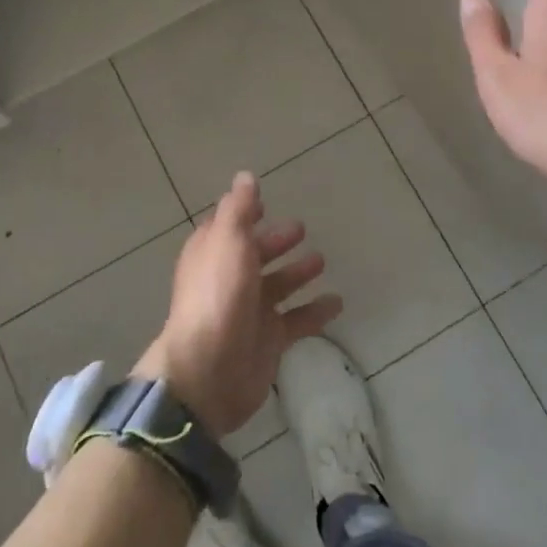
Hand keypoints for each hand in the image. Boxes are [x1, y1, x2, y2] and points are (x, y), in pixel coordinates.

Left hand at [134, 173, 342, 435]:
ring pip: (277, 286)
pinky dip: (315, 311)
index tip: (264, 204)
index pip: (228, 226)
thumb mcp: (228, 240)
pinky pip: (296, 321)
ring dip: (297, 272)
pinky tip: (336, 303)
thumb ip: (239, 208)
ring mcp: (249, 311)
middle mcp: (229, 279)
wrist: (210, 370)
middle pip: (255, 254)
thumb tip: (245, 176)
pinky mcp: (268, 341)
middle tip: (301, 229)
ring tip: (321, 261)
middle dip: (275, 241)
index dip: (244, 214)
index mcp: (212, 253)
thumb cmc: (218, 295)